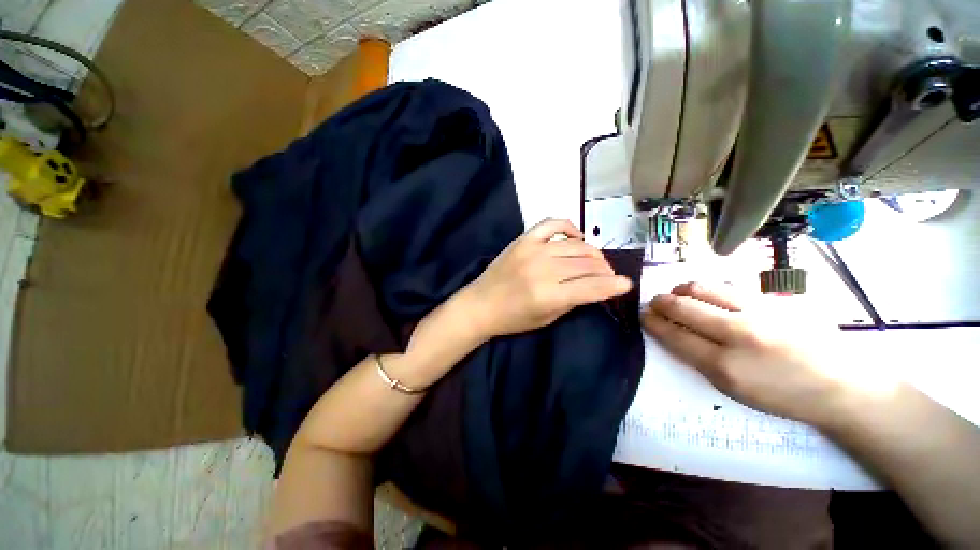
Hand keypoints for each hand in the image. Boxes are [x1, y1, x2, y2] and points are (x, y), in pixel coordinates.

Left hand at [460, 218, 632, 340]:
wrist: (481, 304)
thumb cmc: (513, 318)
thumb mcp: (547, 318)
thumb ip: (573, 300)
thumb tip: (596, 287)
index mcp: (549, 295)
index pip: (592, 287)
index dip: (614, 286)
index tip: (626, 285)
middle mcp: (543, 269)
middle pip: (587, 264)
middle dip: (605, 270)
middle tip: (608, 275)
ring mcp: (533, 250)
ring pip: (575, 245)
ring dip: (592, 253)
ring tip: (596, 260)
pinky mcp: (523, 239)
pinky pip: (552, 224)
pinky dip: (569, 227)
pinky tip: (576, 237)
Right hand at [641, 282, 851, 427]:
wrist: (840, 383)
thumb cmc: (782, 395)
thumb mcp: (734, 389)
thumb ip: (700, 360)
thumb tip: (675, 334)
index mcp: (725, 367)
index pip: (676, 336)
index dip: (655, 323)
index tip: (644, 316)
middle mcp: (738, 335)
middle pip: (684, 308)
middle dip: (661, 302)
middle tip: (654, 302)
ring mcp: (757, 313)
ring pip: (704, 289)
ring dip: (682, 289)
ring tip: (676, 293)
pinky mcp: (773, 301)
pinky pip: (728, 287)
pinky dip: (707, 288)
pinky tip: (704, 293)